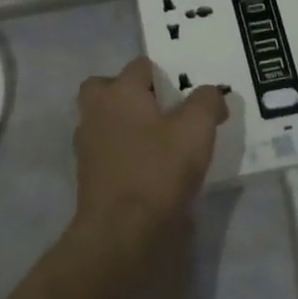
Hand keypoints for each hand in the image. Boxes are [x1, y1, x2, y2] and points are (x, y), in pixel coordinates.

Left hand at [74, 56, 226, 244]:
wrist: (121, 232)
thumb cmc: (158, 171)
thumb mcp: (197, 130)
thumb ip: (207, 102)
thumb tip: (210, 94)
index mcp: (119, 92)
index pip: (141, 66)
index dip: (166, 76)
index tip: (186, 98)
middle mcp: (96, 111)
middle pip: (108, 88)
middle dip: (131, 94)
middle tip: (161, 113)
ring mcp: (87, 144)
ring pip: (105, 120)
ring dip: (126, 124)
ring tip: (159, 143)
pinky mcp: (88, 175)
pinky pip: (107, 150)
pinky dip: (123, 153)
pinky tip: (148, 169)